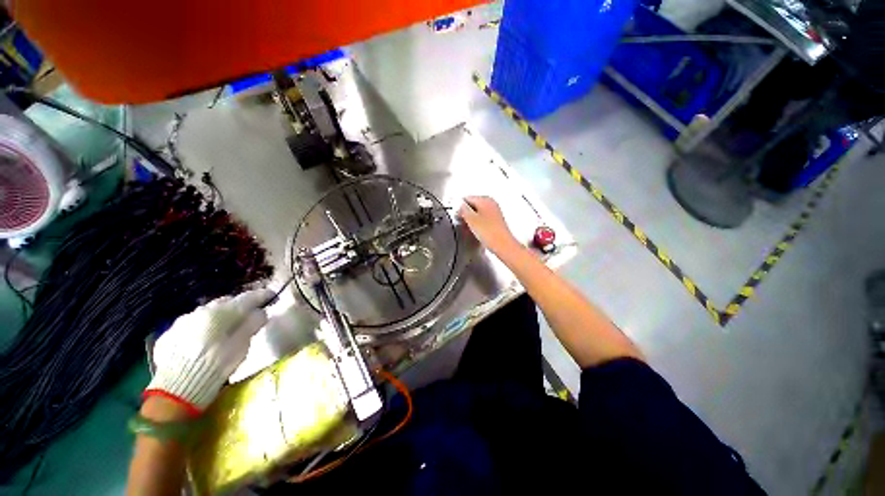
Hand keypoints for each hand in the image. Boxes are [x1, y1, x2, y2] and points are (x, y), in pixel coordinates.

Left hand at [145, 288, 272, 413]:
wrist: (174, 391)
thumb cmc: (215, 367)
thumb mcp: (241, 347)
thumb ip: (252, 325)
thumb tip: (260, 312)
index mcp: (221, 313)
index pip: (246, 298)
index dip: (261, 295)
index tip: (272, 295)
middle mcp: (200, 311)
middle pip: (225, 302)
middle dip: (239, 305)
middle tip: (249, 314)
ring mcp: (182, 322)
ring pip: (207, 312)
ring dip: (220, 315)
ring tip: (226, 326)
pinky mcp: (170, 334)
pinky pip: (193, 323)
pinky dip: (204, 326)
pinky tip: (205, 338)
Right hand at [458, 196, 519, 256]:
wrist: (502, 244)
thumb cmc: (490, 232)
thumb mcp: (471, 219)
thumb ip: (463, 209)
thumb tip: (460, 205)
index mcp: (485, 199)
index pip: (467, 198)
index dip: (459, 207)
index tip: (457, 215)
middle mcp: (491, 203)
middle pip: (473, 205)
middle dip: (466, 213)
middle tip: (462, 222)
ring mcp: (495, 212)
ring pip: (478, 212)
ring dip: (471, 219)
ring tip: (469, 228)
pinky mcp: (496, 221)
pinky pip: (483, 219)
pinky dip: (478, 223)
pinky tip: (476, 231)